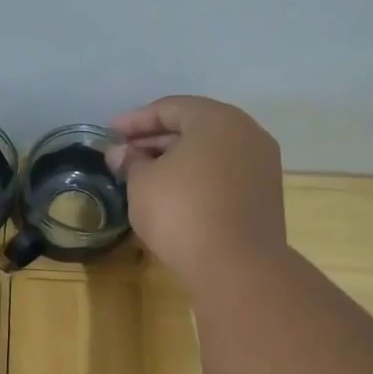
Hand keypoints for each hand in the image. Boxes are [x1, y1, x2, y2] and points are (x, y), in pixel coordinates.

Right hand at [108, 95, 287, 286]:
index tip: (109, 134)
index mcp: (217, 119)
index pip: (169, 108)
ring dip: (176, 160)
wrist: (235, 265)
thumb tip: (121, 153)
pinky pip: (223, 175)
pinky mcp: (263, 195)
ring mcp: (260, 165)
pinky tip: (173, 195)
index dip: (135, 120)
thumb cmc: (182, 212)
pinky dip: (196, 178)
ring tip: (145, 176)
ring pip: (210, 153)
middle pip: (193, 128)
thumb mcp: (143, 183)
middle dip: (155, 140)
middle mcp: (246, 133)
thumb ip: (131, 161)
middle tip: (125, 156)